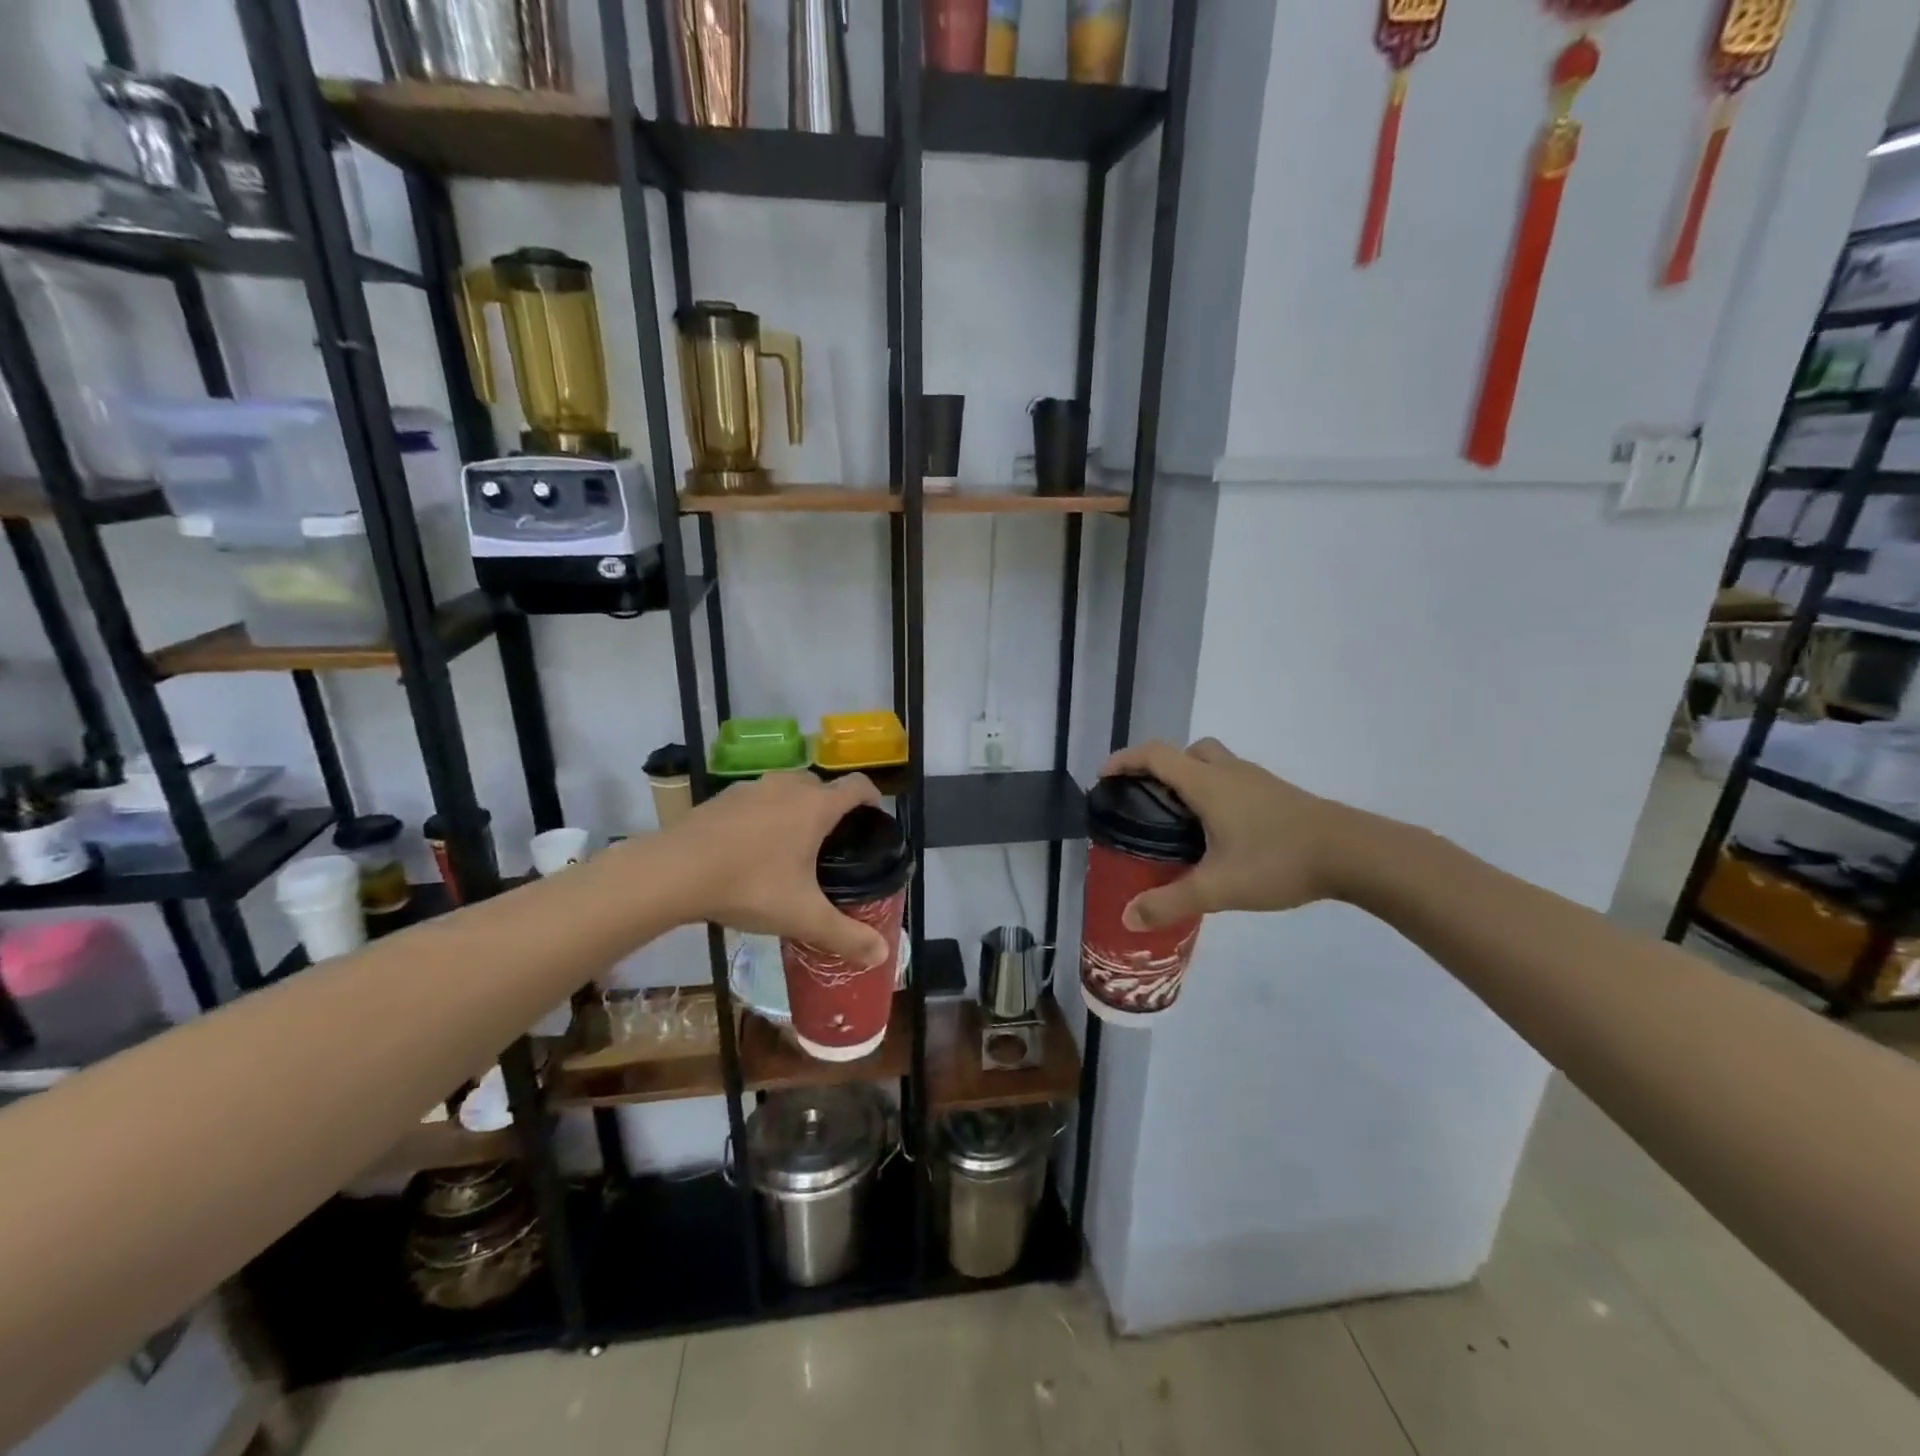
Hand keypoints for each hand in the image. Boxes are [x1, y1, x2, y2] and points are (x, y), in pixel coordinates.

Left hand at [668, 771, 890, 966]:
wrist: (674, 872)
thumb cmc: (750, 886)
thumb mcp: (803, 916)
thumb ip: (845, 935)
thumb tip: (883, 955)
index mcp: (816, 806)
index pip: (857, 785)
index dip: (872, 797)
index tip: (873, 817)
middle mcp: (788, 786)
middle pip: (821, 785)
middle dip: (832, 807)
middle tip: (832, 843)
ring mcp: (752, 787)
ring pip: (786, 789)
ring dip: (796, 808)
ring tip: (791, 845)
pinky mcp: (722, 797)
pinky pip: (756, 799)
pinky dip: (763, 814)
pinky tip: (750, 847)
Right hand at [1100, 739, 1355, 929]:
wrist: (1354, 853)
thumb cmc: (1278, 861)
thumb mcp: (1218, 887)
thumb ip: (1170, 902)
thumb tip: (1127, 917)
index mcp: (1207, 783)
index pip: (1155, 755)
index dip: (1125, 760)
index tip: (1104, 776)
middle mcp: (1229, 772)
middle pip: (1185, 752)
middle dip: (1160, 768)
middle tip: (1148, 799)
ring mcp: (1257, 780)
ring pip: (1213, 763)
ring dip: (1190, 778)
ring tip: (1182, 819)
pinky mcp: (1278, 793)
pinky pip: (1233, 779)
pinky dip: (1215, 791)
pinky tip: (1222, 831)